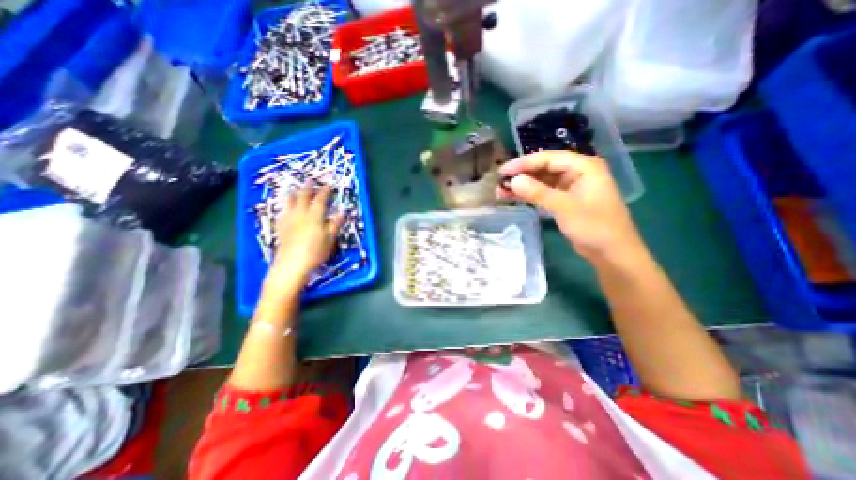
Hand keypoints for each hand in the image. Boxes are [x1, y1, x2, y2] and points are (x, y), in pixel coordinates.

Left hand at [267, 186, 343, 293]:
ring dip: (293, 193)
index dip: (325, 191)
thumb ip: (335, 224)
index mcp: (314, 216)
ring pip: (289, 201)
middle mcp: (300, 214)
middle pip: (303, 196)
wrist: (292, 264)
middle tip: (310, 180)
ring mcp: (288, 219)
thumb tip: (342, 211)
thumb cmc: (315, 252)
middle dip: (308, 187)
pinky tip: (285, 207)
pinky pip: (281, 211)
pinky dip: (285, 205)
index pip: (320, 200)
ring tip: (295, 189)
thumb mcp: (330, 239)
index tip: (329, 185)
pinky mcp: (280, 227)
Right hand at [500, 152, 644, 261]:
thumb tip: (513, 181)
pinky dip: (529, 195)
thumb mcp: (565, 208)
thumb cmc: (594, 227)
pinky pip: (544, 192)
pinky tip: (514, 197)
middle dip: (521, 174)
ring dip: (523, 185)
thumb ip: (538, 193)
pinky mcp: (565, 200)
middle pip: (543, 168)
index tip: (503, 171)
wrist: (611, 253)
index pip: (548, 158)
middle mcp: (577, 172)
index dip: (523, 163)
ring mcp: (571, 186)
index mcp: (583, 166)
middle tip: (499, 182)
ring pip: (541, 180)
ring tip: (501, 191)